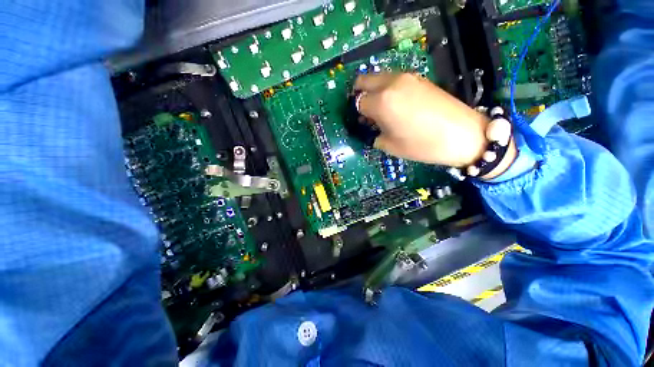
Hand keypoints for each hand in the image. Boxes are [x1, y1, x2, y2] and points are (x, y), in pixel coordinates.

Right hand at [354, 73, 489, 167]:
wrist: (462, 134)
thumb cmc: (422, 145)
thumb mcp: (390, 145)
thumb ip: (374, 133)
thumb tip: (371, 126)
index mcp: (382, 102)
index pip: (358, 102)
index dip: (357, 113)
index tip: (361, 122)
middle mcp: (391, 83)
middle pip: (363, 80)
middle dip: (359, 95)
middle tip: (365, 111)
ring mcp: (406, 77)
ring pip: (378, 78)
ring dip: (373, 91)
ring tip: (381, 109)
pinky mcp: (418, 78)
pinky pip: (393, 80)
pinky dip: (387, 89)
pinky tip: (396, 104)